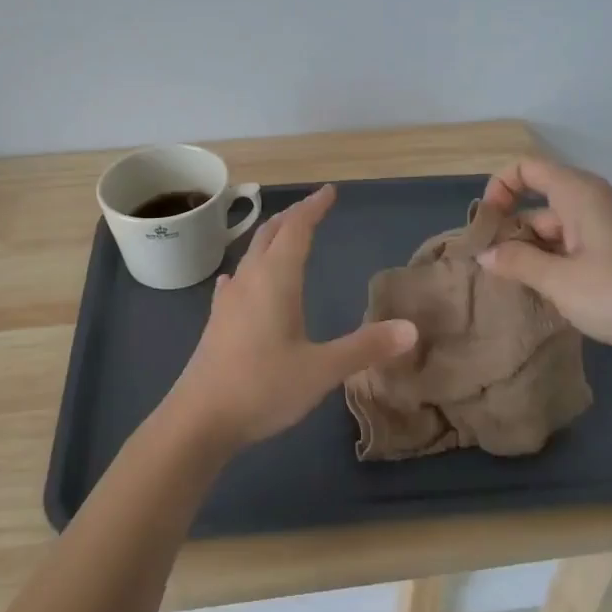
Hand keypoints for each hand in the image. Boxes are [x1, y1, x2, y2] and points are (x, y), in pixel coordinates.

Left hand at [169, 184, 417, 449]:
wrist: (199, 419)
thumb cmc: (263, 387)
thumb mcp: (322, 369)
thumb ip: (366, 347)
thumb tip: (411, 329)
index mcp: (276, 280)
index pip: (296, 229)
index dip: (313, 208)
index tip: (329, 192)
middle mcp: (250, 280)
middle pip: (270, 234)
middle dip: (292, 217)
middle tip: (312, 208)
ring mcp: (228, 301)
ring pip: (250, 255)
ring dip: (270, 239)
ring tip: (284, 236)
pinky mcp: (216, 322)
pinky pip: (236, 281)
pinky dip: (248, 269)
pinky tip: (240, 280)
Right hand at [477, 157, 611, 371]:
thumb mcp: (560, 281)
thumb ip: (517, 263)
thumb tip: (485, 253)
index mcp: (580, 194)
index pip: (527, 167)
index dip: (499, 187)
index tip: (486, 225)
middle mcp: (594, 203)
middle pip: (539, 201)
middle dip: (511, 227)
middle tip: (490, 265)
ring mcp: (610, 230)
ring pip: (556, 229)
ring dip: (531, 251)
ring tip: (511, 286)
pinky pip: (575, 249)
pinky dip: (554, 264)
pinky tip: (543, 294)